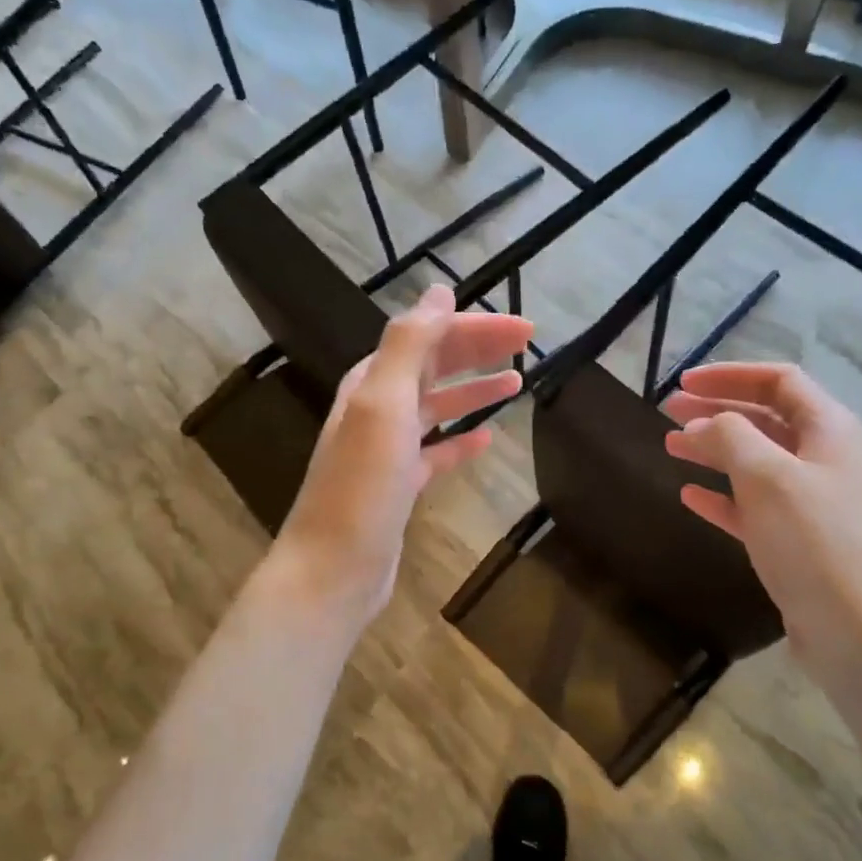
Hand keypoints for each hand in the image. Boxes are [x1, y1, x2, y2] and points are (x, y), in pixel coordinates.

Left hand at [274, 285, 533, 625]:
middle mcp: (377, 409)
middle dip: (478, 351)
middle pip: (434, 367)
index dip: (475, 328)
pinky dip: (460, 442)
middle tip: (527, 345)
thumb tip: (438, 292)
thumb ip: (408, 345)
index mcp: (372, 383)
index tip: (524, 328)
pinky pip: (435, 453)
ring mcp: (387, 450)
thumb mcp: (382, 404)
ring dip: (473, 391)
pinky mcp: (399, 486)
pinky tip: (486, 441)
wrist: (334, 568)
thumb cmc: (361, 486)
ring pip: (437, 407)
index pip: (429, 338)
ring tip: (515, 383)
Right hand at [663, 361, 861, 684]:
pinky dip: (722, 496)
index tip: (683, 382)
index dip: (730, 375)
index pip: (779, 382)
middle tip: (669, 412)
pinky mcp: (799, 543)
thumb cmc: (818, 545)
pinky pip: (754, 506)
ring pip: (756, 462)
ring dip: (714, 450)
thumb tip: (701, 425)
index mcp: (830, 431)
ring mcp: (814, 504)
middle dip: (717, 411)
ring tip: (670, 447)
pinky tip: (690, 496)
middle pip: (766, 419)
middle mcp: (826, 460)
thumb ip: (730, 437)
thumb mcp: (769, 478)